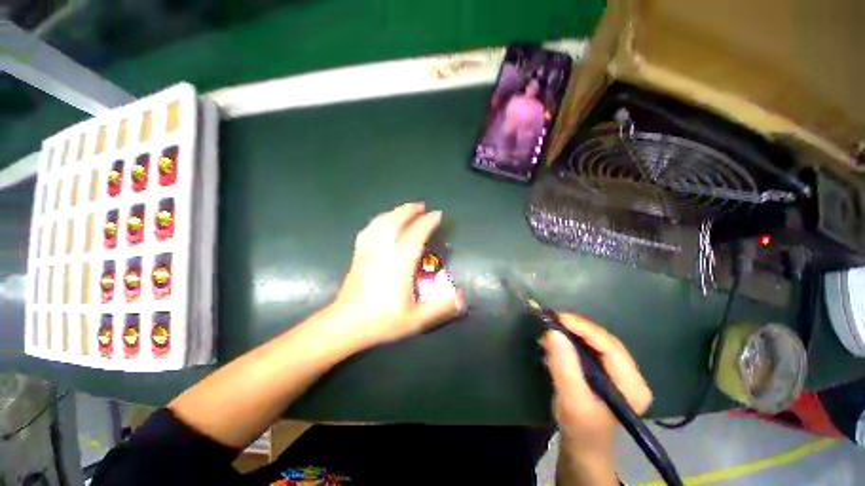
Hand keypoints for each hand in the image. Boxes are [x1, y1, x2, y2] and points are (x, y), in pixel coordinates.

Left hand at [327, 203, 462, 350]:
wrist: (346, 325)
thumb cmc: (382, 321)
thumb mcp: (416, 320)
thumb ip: (440, 308)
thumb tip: (462, 298)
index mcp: (399, 265)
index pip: (415, 235)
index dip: (427, 223)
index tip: (437, 215)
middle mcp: (383, 252)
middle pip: (395, 222)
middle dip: (409, 211)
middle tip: (421, 206)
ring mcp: (368, 251)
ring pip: (380, 223)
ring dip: (394, 212)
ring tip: (404, 209)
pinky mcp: (358, 255)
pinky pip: (368, 230)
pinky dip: (378, 221)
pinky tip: (381, 221)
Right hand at [542, 313, 651, 448]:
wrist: (583, 444)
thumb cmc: (579, 427)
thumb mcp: (571, 400)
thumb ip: (564, 367)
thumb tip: (553, 332)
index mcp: (632, 385)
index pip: (609, 346)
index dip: (583, 328)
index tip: (556, 318)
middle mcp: (632, 375)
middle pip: (604, 340)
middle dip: (577, 328)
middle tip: (551, 321)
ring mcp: (622, 372)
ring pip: (597, 340)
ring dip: (574, 332)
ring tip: (551, 328)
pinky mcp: (609, 370)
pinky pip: (592, 346)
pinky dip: (573, 339)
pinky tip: (559, 339)